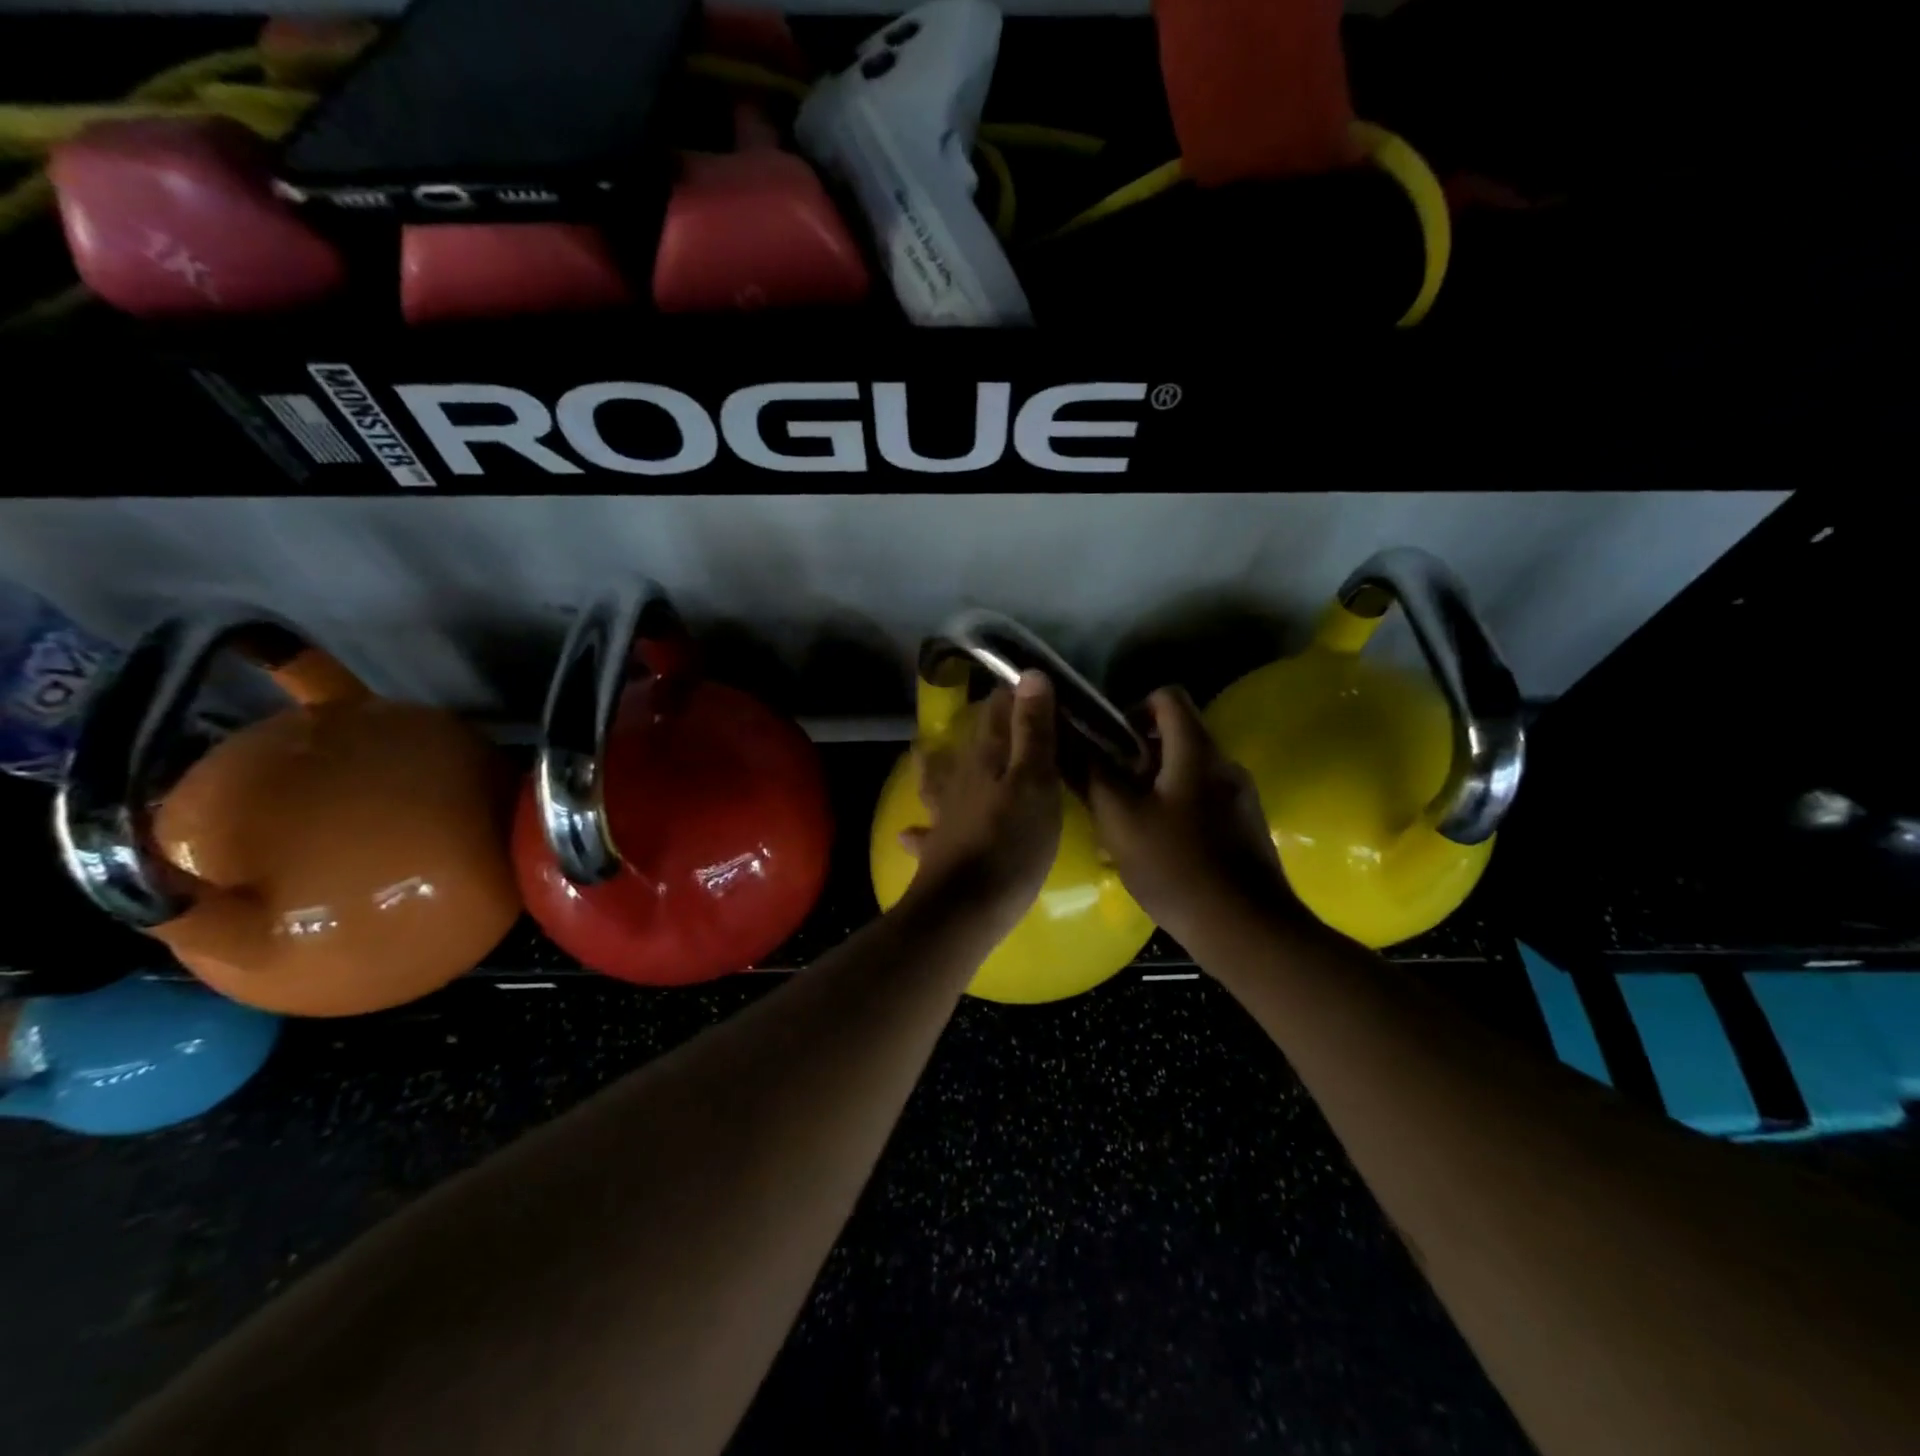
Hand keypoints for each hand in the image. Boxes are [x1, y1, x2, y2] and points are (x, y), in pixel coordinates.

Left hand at [900, 672, 1061, 938]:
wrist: (965, 907)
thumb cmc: (1011, 842)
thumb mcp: (1035, 782)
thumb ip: (1033, 731)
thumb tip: (1028, 674)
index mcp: (986, 759)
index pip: (996, 714)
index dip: (1010, 696)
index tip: (1025, 684)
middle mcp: (960, 780)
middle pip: (968, 745)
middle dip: (980, 728)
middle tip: (989, 714)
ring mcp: (945, 816)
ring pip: (937, 782)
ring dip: (933, 766)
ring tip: (924, 754)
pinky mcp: (938, 851)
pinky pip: (926, 833)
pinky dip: (919, 830)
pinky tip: (908, 833)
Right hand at [1087, 686, 1296, 942]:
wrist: (1246, 929)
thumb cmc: (1176, 867)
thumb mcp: (1120, 820)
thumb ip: (1092, 775)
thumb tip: (1067, 740)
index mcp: (1196, 752)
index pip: (1167, 697)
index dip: (1133, 708)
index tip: (1109, 742)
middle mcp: (1225, 764)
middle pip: (1177, 735)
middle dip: (1137, 754)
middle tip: (1109, 788)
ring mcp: (1240, 796)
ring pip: (1189, 770)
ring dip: (1155, 784)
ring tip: (1128, 823)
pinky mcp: (1246, 826)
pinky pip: (1203, 799)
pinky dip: (1176, 807)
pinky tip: (1158, 848)